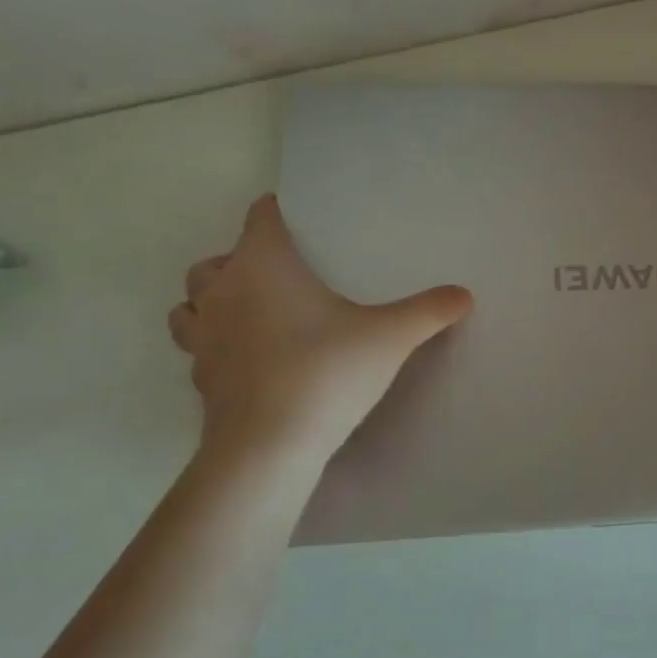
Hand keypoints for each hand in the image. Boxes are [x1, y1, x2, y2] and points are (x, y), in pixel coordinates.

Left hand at [169, 195, 472, 464]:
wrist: (269, 445)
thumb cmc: (326, 372)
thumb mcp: (390, 338)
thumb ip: (428, 312)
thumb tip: (464, 294)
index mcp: (262, 265)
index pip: (261, 217)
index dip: (280, 213)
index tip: (304, 224)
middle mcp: (222, 292)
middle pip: (218, 259)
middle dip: (244, 262)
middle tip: (284, 279)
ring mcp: (203, 336)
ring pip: (192, 303)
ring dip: (215, 302)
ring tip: (253, 316)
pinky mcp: (201, 377)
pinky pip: (199, 348)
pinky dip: (217, 346)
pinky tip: (250, 362)